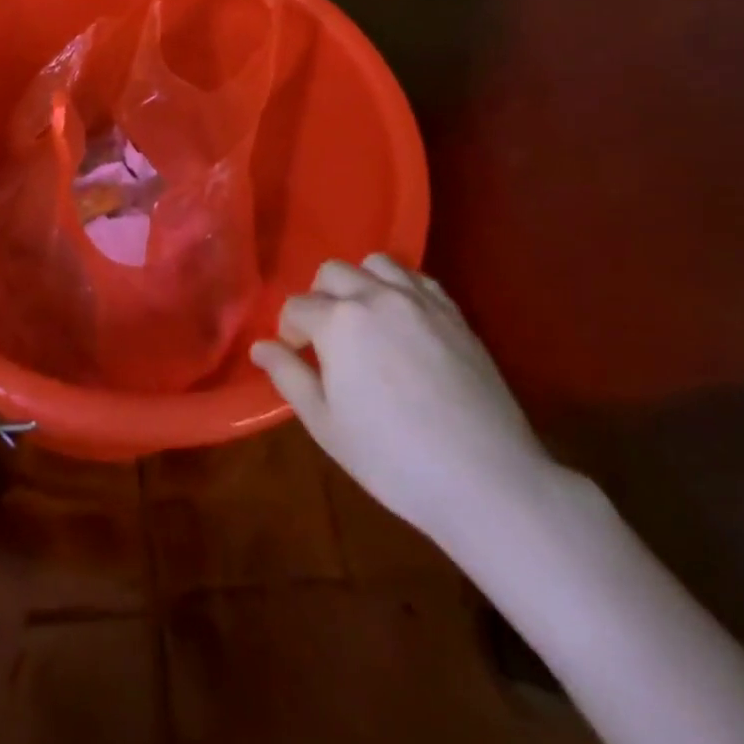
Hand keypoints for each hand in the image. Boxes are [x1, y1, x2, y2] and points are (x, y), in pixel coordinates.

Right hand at [251, 255, 556, 555]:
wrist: (485, 479)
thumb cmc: (393, 458)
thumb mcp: (326, 425)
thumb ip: (288, 377)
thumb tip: (259, 347)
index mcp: (338, 321)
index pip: (297, 307)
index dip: (289, 331)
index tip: (296, 357)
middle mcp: (375, 296)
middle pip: (332, 272)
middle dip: (319, 298)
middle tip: (326, 339)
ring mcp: (419, 300)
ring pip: (376, 264)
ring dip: (360, 283)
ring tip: (364, 320)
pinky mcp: (454, 312)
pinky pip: (417, 278)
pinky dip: (400, 288)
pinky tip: (402, 321)